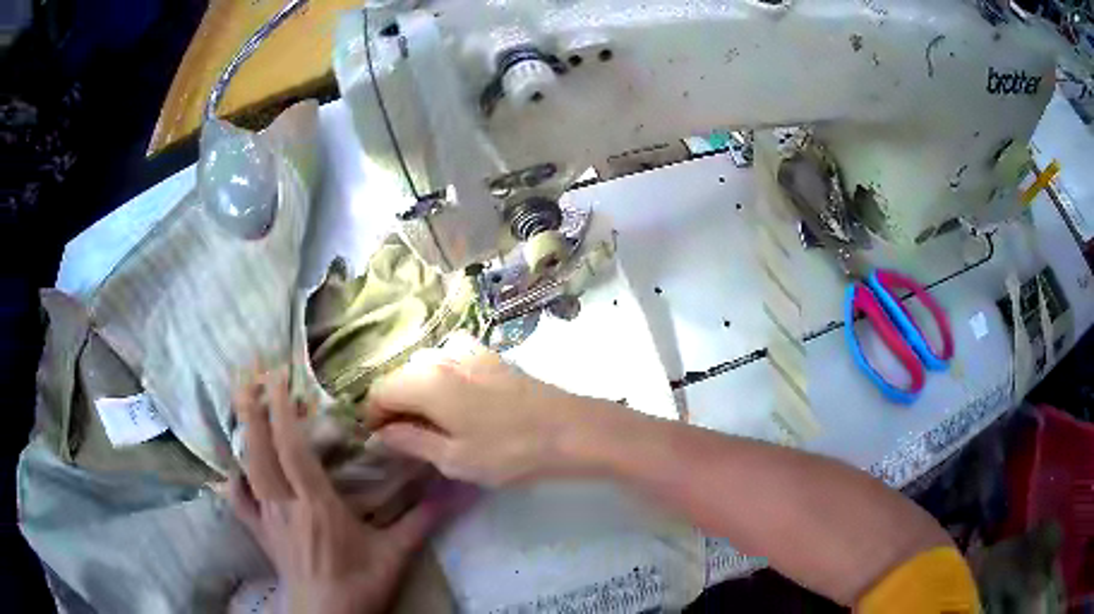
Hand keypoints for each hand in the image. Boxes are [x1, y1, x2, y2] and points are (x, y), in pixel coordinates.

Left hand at [228, 369, 463, 613]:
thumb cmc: (360, 583)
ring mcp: (268, 518)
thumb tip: (453, 492)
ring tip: (239, 400)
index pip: (292, 448)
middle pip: (259, 448)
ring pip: (246, 467)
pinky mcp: (260, 533)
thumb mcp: (395, 554)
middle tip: (246, 371)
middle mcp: (285, 504)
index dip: (281, 409)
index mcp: (316, 504)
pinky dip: (232, 478)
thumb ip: (421, 520)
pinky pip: (238, 501)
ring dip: (242, 430)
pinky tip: (234, 467)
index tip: (277, 374)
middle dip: (251, 406)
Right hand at [364, 333, 591, 486]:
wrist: (571, 430)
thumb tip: (382, 432)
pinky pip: (450, 357)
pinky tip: (455, 397)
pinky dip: (441, 375)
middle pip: (400, 375)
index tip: (380, 441)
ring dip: (417, 389)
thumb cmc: (509, 451)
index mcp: (427, 380)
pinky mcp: (491, 355)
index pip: (379, 390)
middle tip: (405, 437)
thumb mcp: (454, 458)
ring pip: (424, 365)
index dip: (372, 416)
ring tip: (429, 421)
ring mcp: (469, 351)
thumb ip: (411, 441)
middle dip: (394, 404)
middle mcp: (442, 356)